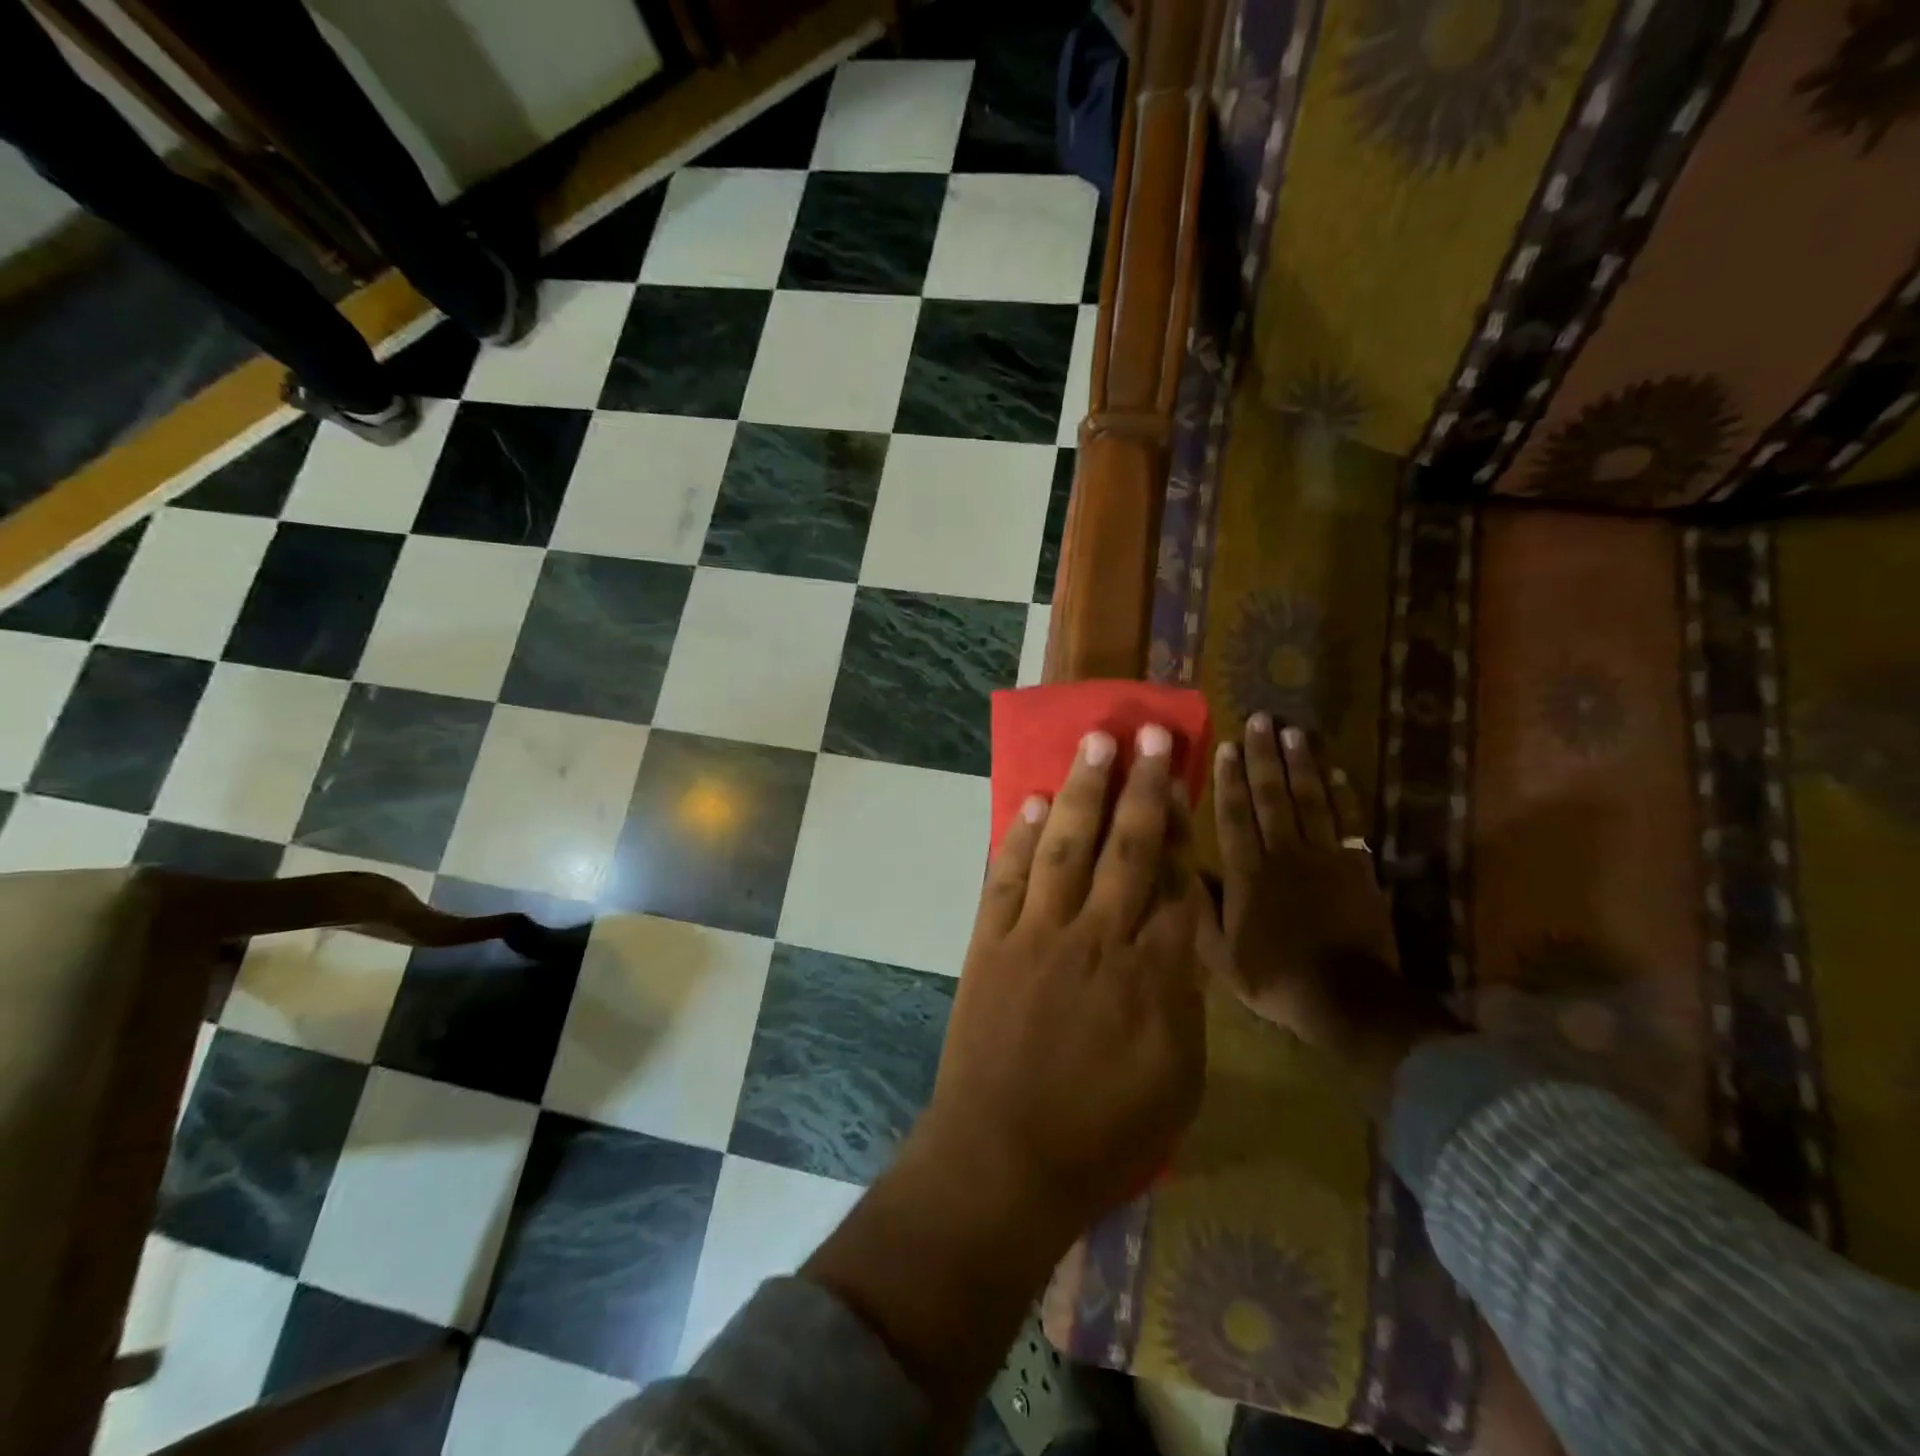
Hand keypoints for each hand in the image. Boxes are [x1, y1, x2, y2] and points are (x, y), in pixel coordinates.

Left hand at [805, 725, 1206, 1426]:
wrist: (1003, 1159)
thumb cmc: (1102, 1136)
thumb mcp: (1178, 1081)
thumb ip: (1184, 1000)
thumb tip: (1183, 937)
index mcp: (1153, 975)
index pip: (1179, 882)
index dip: (1185, 829)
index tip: (1187, 785)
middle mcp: (1098, 937)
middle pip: (1129, 847)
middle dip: (1145, 787)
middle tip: (1153, 735)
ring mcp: (1038, 933)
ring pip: (1067, 844)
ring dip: (1083, 790)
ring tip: (1097, 743)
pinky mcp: (990, 940)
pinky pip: (1007, 875)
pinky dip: (1020, 835)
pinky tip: (1032, 800)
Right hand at [1206, 716, 1452, 1104]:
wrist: (1347, 1000)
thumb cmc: (1274, 976)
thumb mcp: (1219, 953)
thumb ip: (1199, 907)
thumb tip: (1181, 866)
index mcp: (1247, 873)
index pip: (1235, 815)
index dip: (1229, 779)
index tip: (1227, 745)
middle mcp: (1284, 854)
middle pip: (1272, 796)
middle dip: (1264, 757)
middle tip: (1261, 720)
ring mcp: (1324, 858)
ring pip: (1311, 801)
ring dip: (1301, 765)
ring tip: (1294, 732)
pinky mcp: (1357, 868)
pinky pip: (1349, 823)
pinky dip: (1343, 795)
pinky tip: (1336, 771)